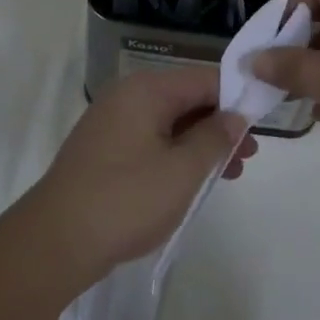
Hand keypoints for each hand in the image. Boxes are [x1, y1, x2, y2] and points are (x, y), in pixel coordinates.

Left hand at [27, 66, 255, 283]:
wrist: (55, 242)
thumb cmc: (126, 200)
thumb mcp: (183, 170)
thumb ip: (215, 138)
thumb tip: (236, 116)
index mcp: (147, 90)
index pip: (205, 78)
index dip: (238, 96)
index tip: (263, 121)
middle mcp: (127, 96)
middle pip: (186, 99)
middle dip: (221, 124)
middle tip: (250, 155)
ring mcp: (111, 123)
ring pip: (169, 123)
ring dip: (201, 143)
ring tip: (230, 173)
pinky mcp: (103, 150)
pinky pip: (150, 141)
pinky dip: (176, 155)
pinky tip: (193, 180)